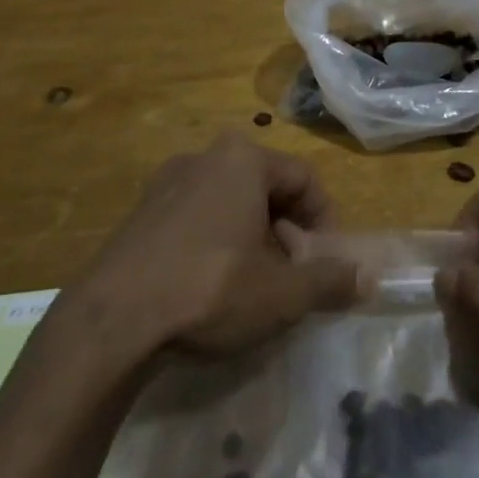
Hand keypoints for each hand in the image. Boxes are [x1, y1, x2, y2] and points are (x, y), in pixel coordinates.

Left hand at [82, 134, 364, 355]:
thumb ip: (330, 281)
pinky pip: (194, 216)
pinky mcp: (138, 213)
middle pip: (266, 188)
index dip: (325, 220)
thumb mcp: (282, 293)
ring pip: (229, 202)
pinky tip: (209, 286)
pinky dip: (215, 241)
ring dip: (252, 237)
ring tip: (253, 283)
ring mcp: (165, 183)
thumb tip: (368, 279)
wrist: (110, 321)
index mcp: (243, 159)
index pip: (304, 178)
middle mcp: (203, 157)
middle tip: (291, 274)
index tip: (326, 261)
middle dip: (287, 230)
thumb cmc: (209, 290)